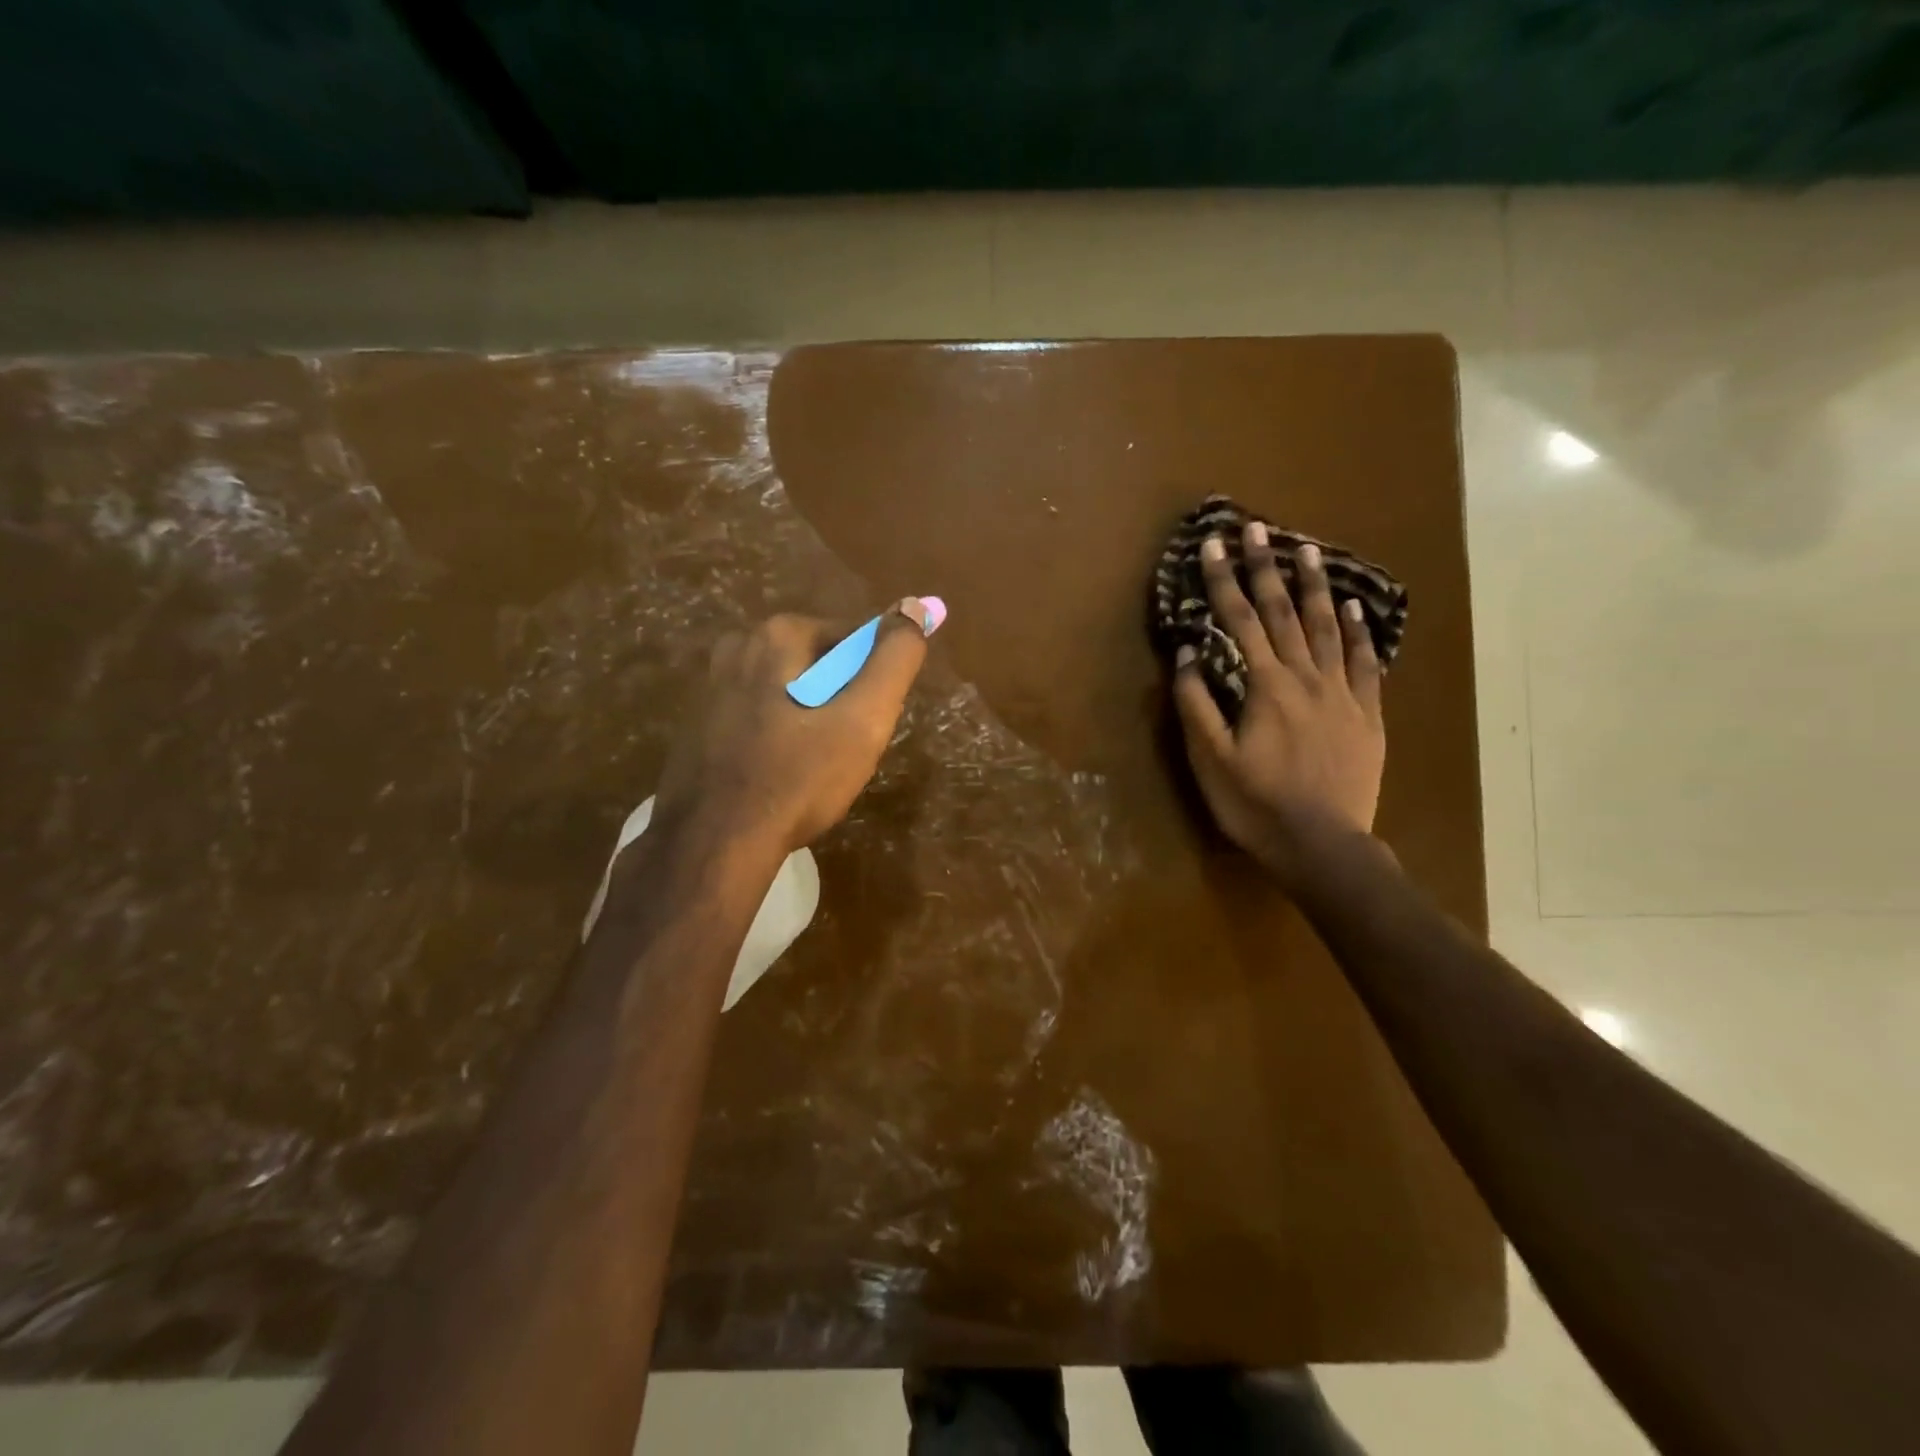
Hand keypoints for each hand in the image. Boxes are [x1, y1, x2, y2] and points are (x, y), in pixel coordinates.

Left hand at [654, 601, 940, 856]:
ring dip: (811, 724)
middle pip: (819, 667)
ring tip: (813, 771)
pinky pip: (760, 719)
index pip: (852, 641)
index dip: (871, 686)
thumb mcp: (863, 719)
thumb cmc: (797, 777)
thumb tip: (916, 605)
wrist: (714, 844)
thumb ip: (894, 659)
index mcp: (777, 634)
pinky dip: (778, 739)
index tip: (866, 729)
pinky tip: (780, 777)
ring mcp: (711, 686)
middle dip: (840, 705)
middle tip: (844, 754)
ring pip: (790, 695)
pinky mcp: (698, 724)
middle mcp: (738, 646)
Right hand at [1172, 523, 1384, 886]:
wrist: (1322, 845)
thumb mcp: (1210, 759)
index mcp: (1265, 687)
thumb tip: (1189, 652)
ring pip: (1328, 628)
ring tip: (1307, 549)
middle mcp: (1305, 678)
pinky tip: (1356, 608)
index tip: (1215, 542)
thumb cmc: (1255, 805)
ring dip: (1315, 586)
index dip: (1224, 580)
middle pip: (1283, 612)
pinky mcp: (1367, 715)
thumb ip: (1197, 703)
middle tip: (1259, 527)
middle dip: (1266, 567)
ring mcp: (1342, 694)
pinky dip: (1360, 632)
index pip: (1239, 621)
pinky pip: (1366, 663)